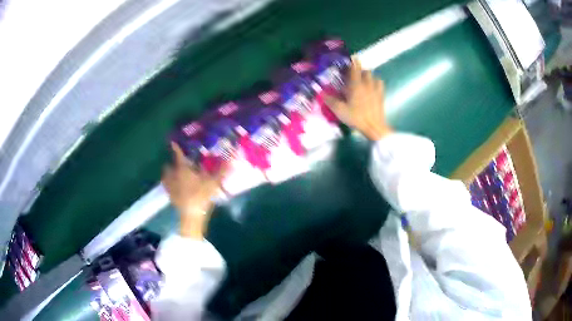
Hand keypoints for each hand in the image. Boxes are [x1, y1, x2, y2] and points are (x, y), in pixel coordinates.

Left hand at [162, 142, 225, 238]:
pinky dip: (169, 185)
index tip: (173, 142)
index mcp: (183, 169)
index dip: (176, 148)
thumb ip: (222, 169)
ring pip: (166, 176)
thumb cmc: (201, 195)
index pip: (178, 155)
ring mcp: (170, 187)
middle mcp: (173, 175)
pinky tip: (174, 187)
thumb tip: (232, 156)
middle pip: (168, 166)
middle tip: (178, 163)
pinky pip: (167, 187)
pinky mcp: (170, 196)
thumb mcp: (214, 182)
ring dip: (168, 173)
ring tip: (174, 173)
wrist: (191, 214)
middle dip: (172, 163)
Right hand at [324, 58, 391, 140]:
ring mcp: (375, 89)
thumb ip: (330, 101)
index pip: (355, 68)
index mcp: (355, 85)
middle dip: (359, 69)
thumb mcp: (339, 110)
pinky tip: (372, 86)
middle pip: (365, 71)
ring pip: (373, 76)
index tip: (351, 57)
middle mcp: (366, 84)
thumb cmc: (356, 117)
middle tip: (353, 73)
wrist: (374, 127)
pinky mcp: (381, 95)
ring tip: (362, 79)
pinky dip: (375, 82)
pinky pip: (379, 84)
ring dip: (367, 75)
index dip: (353, 61)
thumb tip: (322, 94)